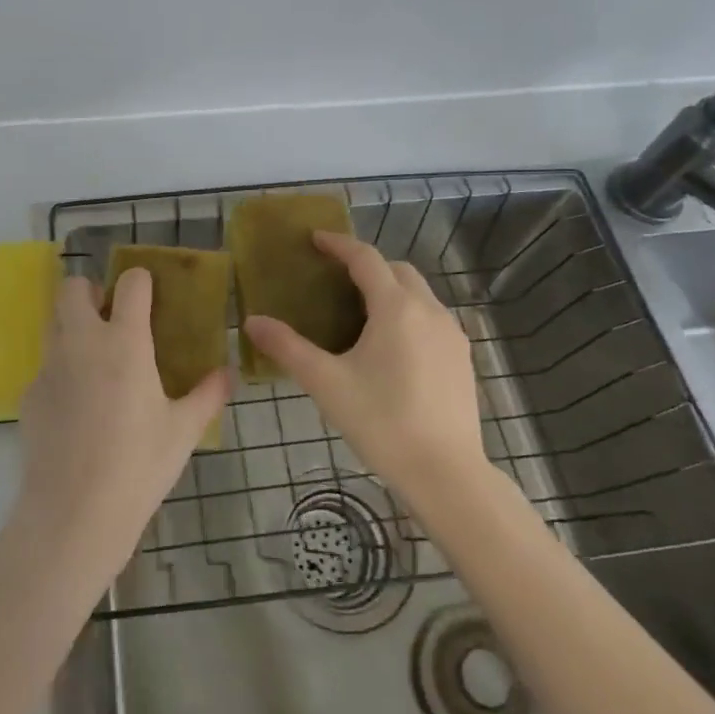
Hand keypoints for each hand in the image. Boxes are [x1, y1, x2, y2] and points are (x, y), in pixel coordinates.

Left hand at [14, 270, 228, 582]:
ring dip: (72, 325)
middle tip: (110, 318)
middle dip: (90, 291)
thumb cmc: (138, 466)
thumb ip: (208, 395)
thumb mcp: (183, 431)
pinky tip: (77, 407)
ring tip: (95, 358)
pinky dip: (61, 371)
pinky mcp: (30, 394)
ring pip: (53, 322)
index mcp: (124, 342)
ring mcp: (50, 367)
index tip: (149, 293)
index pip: (130, 284)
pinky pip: (45, 366)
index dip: (141, 281)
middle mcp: (82, 342)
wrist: (74, 512)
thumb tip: (227, 374)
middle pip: (72, 288)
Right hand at [242, 232, 493, 505]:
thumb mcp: (326, 383)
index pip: (365, 259)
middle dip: (366, 265)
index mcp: (396, 308)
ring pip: (419, 294)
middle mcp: (429, 311)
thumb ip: (287, 348)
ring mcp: (452, 335)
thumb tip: (252, 322)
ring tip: (360, 311)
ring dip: (390, 289)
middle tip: (335, 278)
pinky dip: (408, 313)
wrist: (446, 473)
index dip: (339, 244)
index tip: (315, 239)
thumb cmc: (382, 422)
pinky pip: (431, 318)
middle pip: (397, 270)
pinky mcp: (462, 358)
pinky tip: (390, 346)